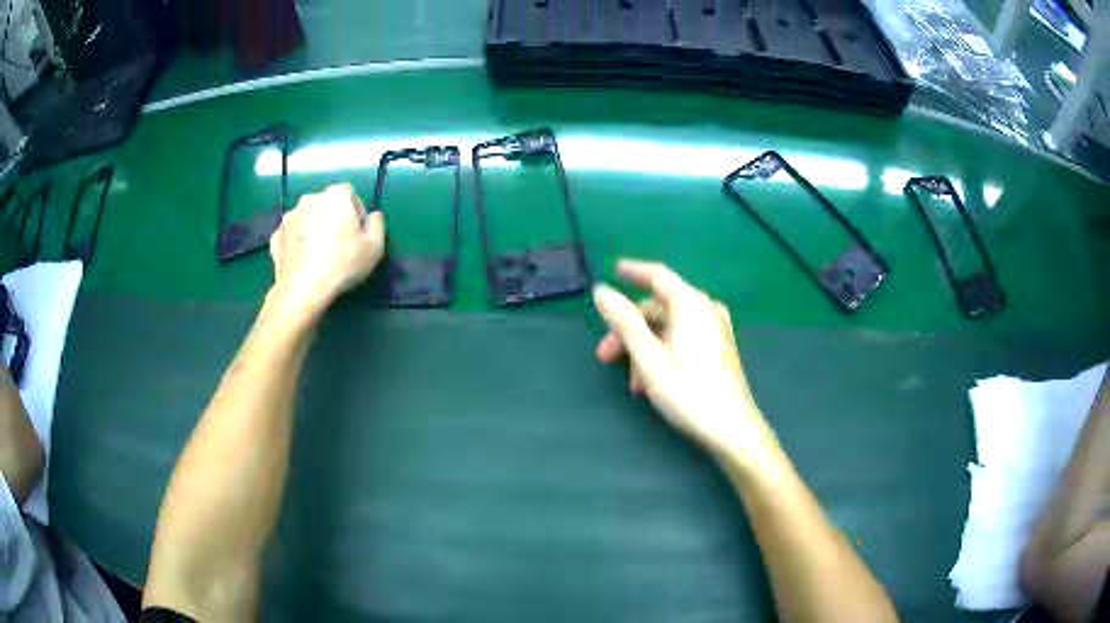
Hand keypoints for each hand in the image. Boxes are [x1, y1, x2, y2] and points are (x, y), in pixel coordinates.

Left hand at [268, 184, 384, 319]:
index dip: (356, 215)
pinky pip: (292, 235)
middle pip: (327, 205)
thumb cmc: (342, 264)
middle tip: (339, 246)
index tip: (357, 236)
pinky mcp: (276, 236)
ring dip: (313, 230)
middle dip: (333, 219)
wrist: (303, 289)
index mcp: (336, 194)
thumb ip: (377, 225)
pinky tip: (303, 260)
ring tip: (319, 255)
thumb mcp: (375, 247)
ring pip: (307, 219)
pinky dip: (297, 243)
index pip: (351, 195)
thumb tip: (373, 216)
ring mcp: (290, 216)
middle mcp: (310, 198)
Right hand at [593, 260, 772, 457]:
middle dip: (629, 329)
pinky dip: (664, 351)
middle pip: (660, 307)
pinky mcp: (720, 349)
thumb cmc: (688, 391)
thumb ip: (624, 322)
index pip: (657, 275)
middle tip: (605, 356)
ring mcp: (716, 329)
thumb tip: (602, 290)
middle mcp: (706, 309)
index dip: (633, 271)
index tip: (613, 270)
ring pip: (670, 327)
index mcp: (690, 304)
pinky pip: (685, 338)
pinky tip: (654, 380)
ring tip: (634, 383)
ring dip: (645, 347)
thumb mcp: (648, 357)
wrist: (732, 429)